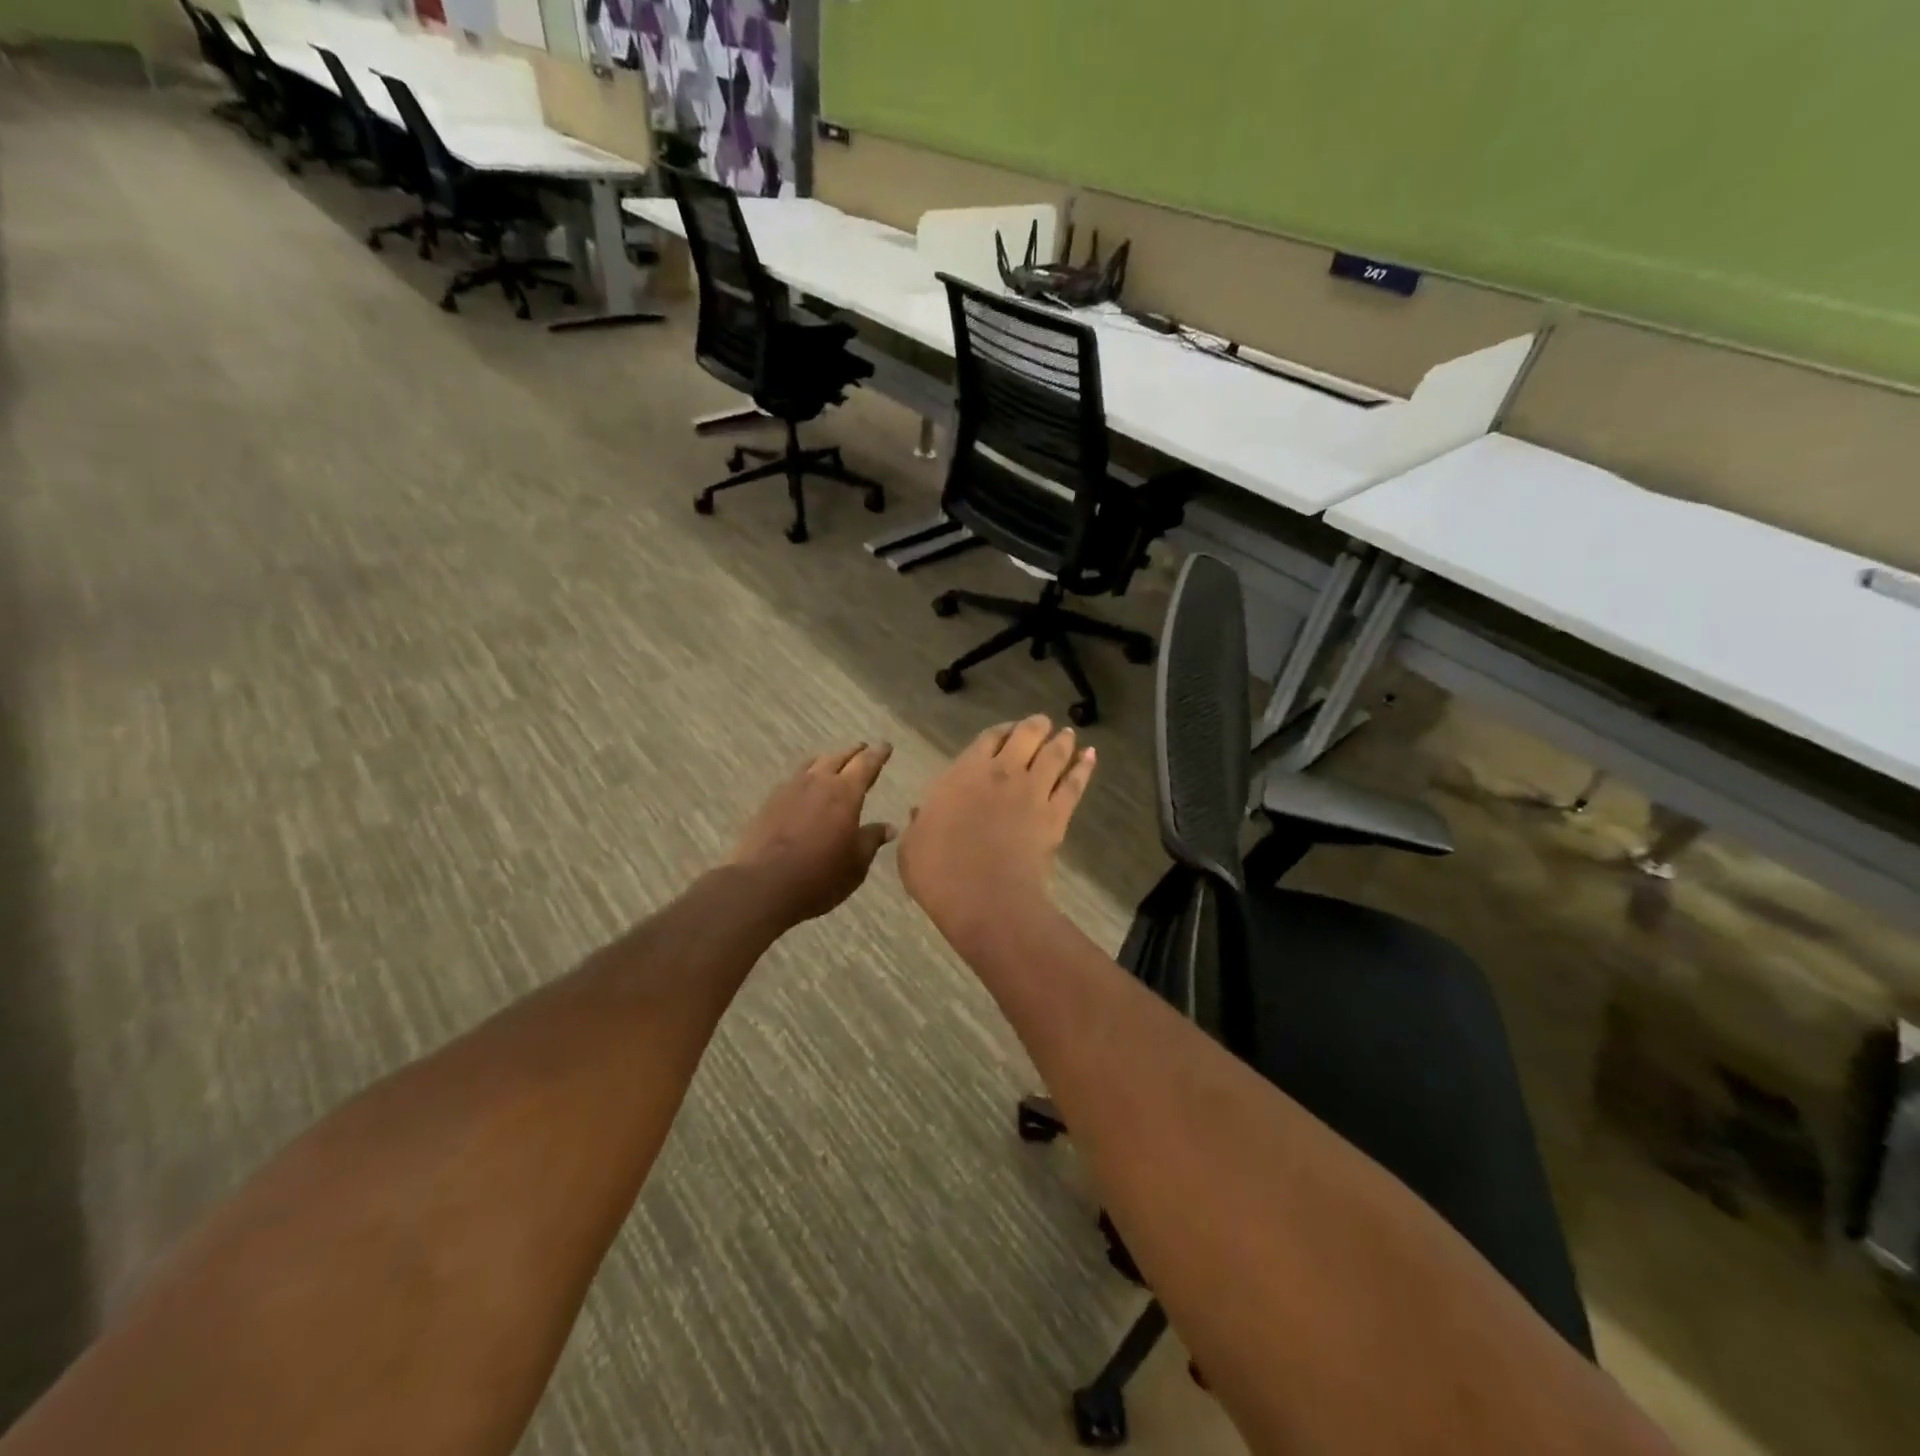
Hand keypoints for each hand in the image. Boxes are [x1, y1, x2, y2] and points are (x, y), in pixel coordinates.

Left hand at [727, 743, 896, 927]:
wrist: (762, 885)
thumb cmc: (820, 876)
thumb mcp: (856, 864)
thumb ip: (871, 840)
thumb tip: (888, 827)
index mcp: (845, 793)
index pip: (866, 764)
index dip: (878, 754)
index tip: (886, 746)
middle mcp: (818, 782)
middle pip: (838, 757)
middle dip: (853, 752)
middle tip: (863, 749)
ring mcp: (790, 789)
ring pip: (813, 764)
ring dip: (828, 760)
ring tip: (834, 762)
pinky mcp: (770, 802)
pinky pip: (794, 779)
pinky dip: (807, 776)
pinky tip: (806, 787)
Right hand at [898, 716, 1095, 942]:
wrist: (985, 898)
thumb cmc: (938, 871)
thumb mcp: (912, 845)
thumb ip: (919, 823)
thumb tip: (919, 813)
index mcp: (964, 773)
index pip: (988, 738)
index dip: (1000, 731)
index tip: (1006, 731)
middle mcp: (1002, 773)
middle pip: (1026, 736)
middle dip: (1036, 726)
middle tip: (1042, 723)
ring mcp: (1032, 792)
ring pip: (1054, 754)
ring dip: (1062, 740)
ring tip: (1068, 733)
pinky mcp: (1056, 815)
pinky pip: (1074, 784)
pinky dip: (1084, 767)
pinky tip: (1090, 756)